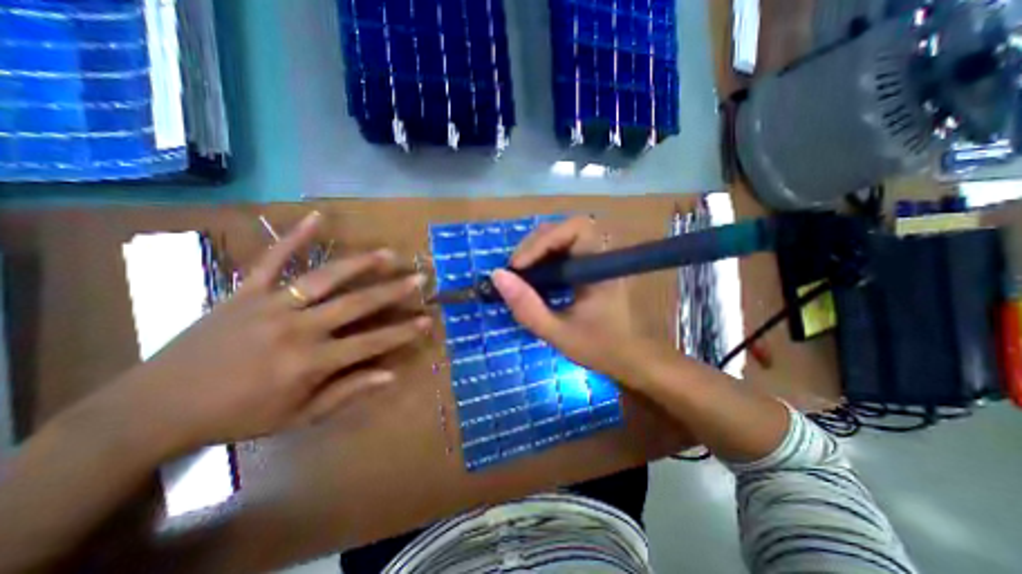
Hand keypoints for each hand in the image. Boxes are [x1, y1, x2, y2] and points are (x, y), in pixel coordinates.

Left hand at [109, 214, 427, 449]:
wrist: (153, 408)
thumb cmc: (237, 416)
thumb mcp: (298, 416)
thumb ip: (347, 393)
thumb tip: (390, 376)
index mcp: (310, 362)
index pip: (371, 343)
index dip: (402, 332)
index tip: (427, 320)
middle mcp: (297, 328)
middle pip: (356, 304)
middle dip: (393, 291)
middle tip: (419, 277)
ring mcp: (271, 304)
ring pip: (324, 278)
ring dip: (360, 264)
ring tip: (388, 253)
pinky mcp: (245, 291)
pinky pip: (273, 259)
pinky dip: (297, 236)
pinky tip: (319, 217)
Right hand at [493, 218, 649, 383]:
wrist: (628, 358)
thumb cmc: (598, 347)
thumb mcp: (557, 332)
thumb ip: (527, 307)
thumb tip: (497, 276)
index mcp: (600, 268)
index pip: (576, 228)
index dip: (544, 240)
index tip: (520, 267)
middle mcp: (599, 255)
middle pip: (563, 229)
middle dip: (533, 246)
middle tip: (514, 272)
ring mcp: (594, 259)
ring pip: (560, 238)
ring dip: (535, 251)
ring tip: (520, 275)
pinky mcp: (587, 267)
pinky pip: (561, 251)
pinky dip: (542, 259)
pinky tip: (533, 278)